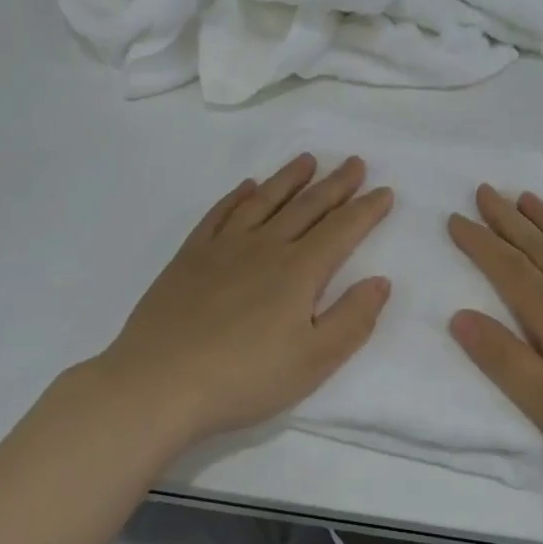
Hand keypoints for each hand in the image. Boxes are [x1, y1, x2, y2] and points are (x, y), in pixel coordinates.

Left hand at [98, 154, 393, 445]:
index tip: (384, 191)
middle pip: (307, 207)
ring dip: (289, 178)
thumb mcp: (313, 362)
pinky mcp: (190, 256)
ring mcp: (223, 248)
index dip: (366, 210)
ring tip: (307, 160)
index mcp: (298, 272)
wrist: (158, 383)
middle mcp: (264, 247)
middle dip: (335, 184)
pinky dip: (237, 197)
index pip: (341, 230)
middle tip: (354, 162)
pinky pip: (219, 214)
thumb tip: (381, 281)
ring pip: (264, 201)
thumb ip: (352, 319)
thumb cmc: (244, 378)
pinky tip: (246, 186)